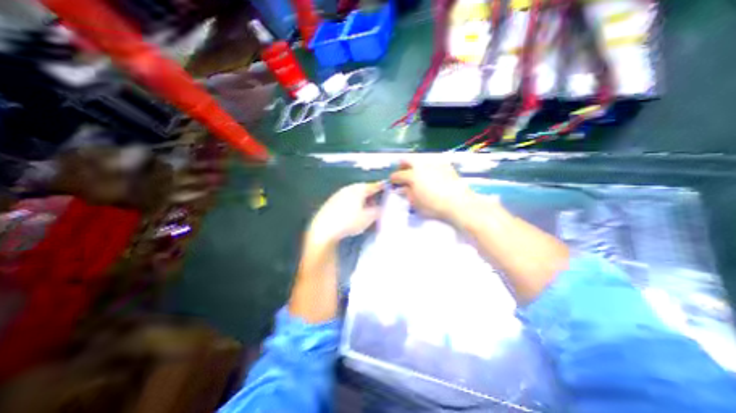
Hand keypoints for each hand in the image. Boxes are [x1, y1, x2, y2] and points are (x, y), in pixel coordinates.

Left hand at [309, 181, 381, 244]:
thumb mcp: (368, 218)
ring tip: (365, 210)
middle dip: (371, 196)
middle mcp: (349, 188)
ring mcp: (338, 194)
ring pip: (354, 194)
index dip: (382, 187)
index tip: (388, 189)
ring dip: (361, 200)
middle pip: (363, 189)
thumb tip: (380, 207)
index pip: (374, 186)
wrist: (324, 228)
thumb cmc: (349, 221)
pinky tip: (351, 213)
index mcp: (359, 189)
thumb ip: (378, 211)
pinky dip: (352, 203)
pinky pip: (346, 199)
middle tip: (376, 204)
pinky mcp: (331, 201)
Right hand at [391, 158, 476, 224]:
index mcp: (412, 176)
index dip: (393, 178)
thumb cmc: (434, 206)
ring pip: (420, 159)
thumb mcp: (416, 203)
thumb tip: (403, 188)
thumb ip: (407, 194)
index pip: (398, 175)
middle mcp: (422, 166)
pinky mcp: (445, 164)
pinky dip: (427, 166)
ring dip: (414, 165)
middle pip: (407, 160)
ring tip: (416, 173)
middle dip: (402, 165)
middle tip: (402, 172)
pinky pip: (432, 162)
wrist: (458, 203)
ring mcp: (434, 163)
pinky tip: (430, 173)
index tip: (393, 182)